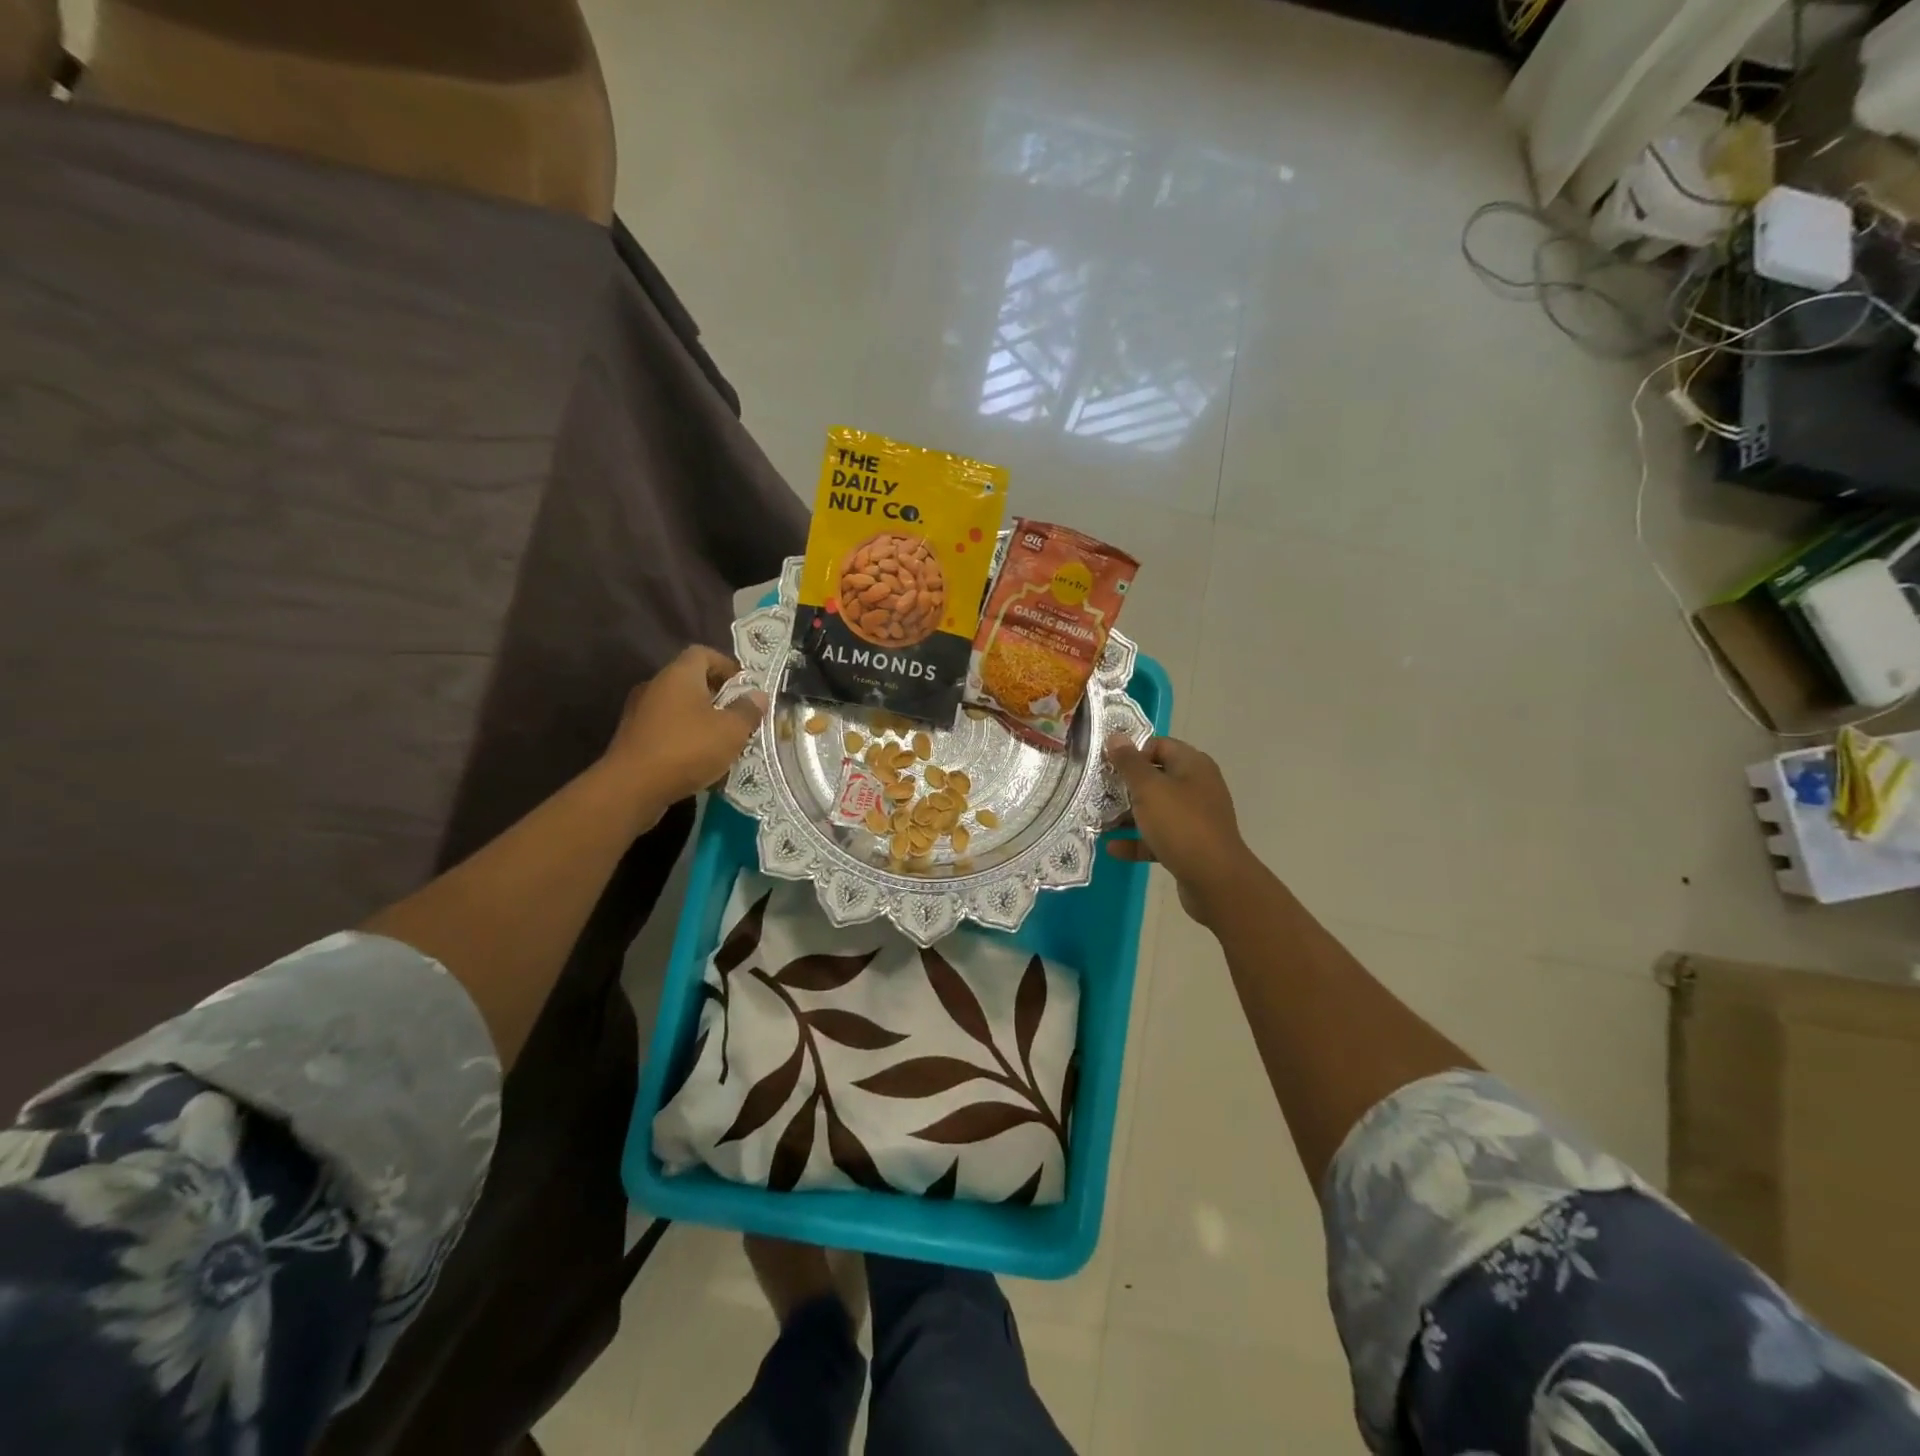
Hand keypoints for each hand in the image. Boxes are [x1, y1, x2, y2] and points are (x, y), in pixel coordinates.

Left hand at [601, 646, 767, 826]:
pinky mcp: (633, 738)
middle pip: (690, 680)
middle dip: (717, 695)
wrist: (631, 788)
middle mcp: (656, 686)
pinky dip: (684, 737)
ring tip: (722, 741)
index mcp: (679, 675)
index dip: (727, 665)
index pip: (703, 653)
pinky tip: (698, 759)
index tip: (745, 687)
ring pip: (678, 707)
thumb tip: (757, 695)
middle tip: (739, 716)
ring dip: (700, 719)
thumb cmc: (687, 749)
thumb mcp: (731, 731)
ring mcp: (639, 712)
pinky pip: (666, 729)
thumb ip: (747, 710)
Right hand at [1105, 734, 1259, 925]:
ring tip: (1098, 821)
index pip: (1159, 745)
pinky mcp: (1190, 845)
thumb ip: (1129, 763)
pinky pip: (1159, 837)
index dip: (1133, 752)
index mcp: (1193, 765)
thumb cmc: (1181, 824)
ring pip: (1155, 809)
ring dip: (1128, 815)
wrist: (1215, 880)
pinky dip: (1137, 840)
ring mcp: (1195, 818)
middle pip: (1155, 778)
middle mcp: (1197, 787)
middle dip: (1125, 786)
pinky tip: (1113, 848)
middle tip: (1097, 793)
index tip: (1107, 765)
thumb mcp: (1149, 789)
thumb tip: (1115, 737)